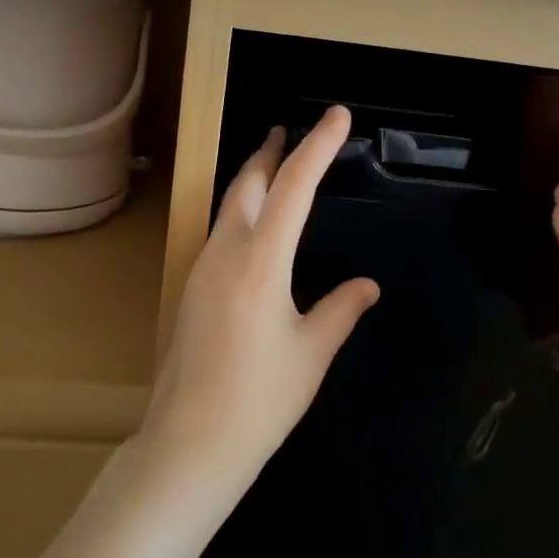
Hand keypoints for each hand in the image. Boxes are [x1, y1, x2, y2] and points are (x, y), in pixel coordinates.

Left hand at [139, 106, 378, 497]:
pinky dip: (243, 208)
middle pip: (249, 182)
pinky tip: (255, 225)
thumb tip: (367, 285)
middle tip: (291, 130)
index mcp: (261, 259)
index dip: (318, 146)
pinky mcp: (193, 286)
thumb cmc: (260, 398)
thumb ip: (341, 310)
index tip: (338, 115)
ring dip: (254, 177)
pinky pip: (221, 229)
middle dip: (272, 151)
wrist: (191, 442)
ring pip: (230, 204)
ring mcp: (203, 267)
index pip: (295, 186)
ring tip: (275, 165)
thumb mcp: (312, 352)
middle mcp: (226, 250)